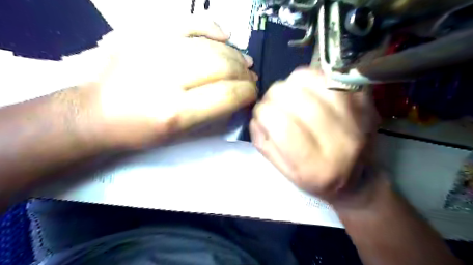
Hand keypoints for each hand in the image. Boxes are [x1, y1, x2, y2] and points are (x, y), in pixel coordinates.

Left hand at [84, 16, 257, 148]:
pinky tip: (225, 36)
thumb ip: (214, 115)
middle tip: (251, 80)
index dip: (248, 93)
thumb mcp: (179, 136)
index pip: (228, 94)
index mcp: (175, 111)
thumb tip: (240, 97)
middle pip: (222, 66)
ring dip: (235, 55)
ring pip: (211, 45)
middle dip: (245, 74)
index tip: (253, 95)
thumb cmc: (140, 131)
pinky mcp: (145, 34)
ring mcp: (154, 50)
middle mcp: (166, 78)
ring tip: (244, 63)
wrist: (96, 112)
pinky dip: (211, 27)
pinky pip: (188, 22)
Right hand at [251, 69, 377, 204]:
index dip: (263, 112)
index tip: (260, 114)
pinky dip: (312, 77)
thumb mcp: (283, 171)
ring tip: (288, 93)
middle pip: (298, 99)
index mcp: (314, 167)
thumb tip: (257, 115)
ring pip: (314, 82)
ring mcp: (357, 119)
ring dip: (292, 83)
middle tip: (272, 101)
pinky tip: (307, 88)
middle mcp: (339, 142)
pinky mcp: (366, 103)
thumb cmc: (315, 178)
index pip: (282, 125)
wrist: (357, 179)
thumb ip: (264, 143)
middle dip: (274, 95)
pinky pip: (331, 77)